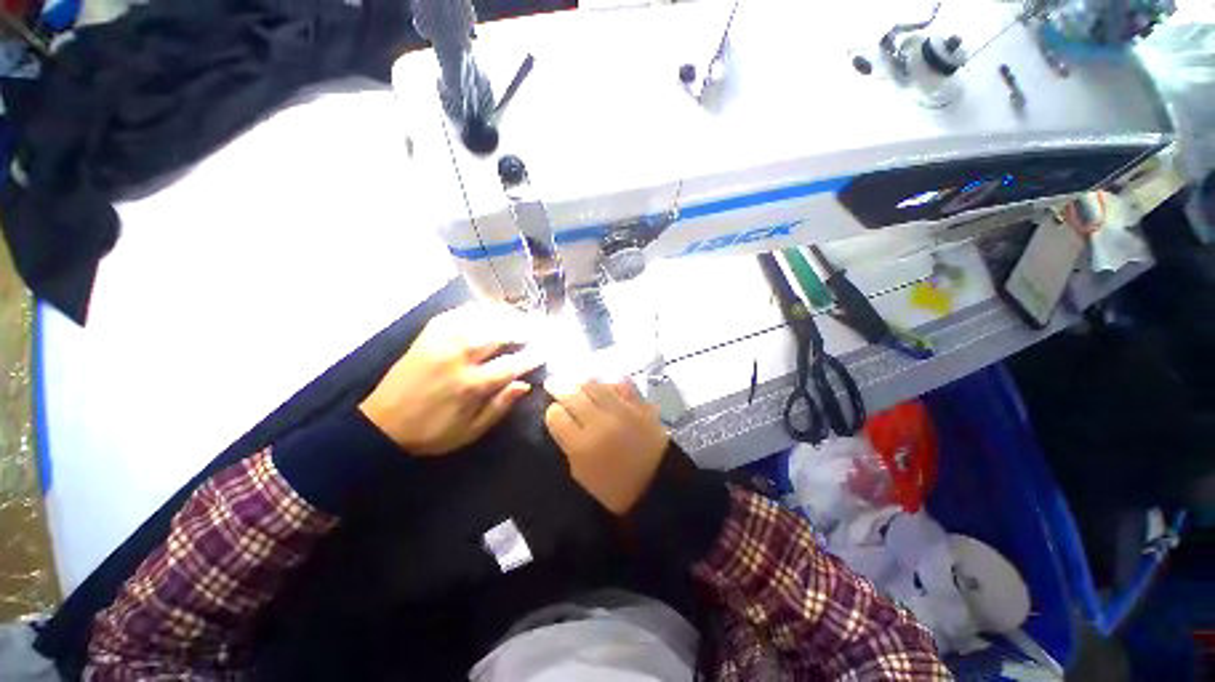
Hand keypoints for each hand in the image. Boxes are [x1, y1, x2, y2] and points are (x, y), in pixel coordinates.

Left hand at [359, 304, 541, 455]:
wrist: (381, 425)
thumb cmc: (431, 432)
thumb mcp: (470, 431)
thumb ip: (499, 407)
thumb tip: (524, 385)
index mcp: (470, 384)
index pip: (511, 364)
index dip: (532, 356)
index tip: (547, 350)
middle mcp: (457, 357)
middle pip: (498, 335)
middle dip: (522, 329)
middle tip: (538, 328)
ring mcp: (440, 342)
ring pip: (480, 320)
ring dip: (504, 317)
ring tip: (519, 316)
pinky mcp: (426, 336)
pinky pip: (455, 314)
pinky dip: (474, 310)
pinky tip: (486, 311)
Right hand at [543, 378, 669, 514]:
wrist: (658, 483)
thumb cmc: (615, 487)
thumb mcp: (582, 474)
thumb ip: (569, 445)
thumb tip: (563, 420)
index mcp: (582, 446)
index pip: (557, 417)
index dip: (552, 411)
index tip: (553, 410)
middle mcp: (600, 423)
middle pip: (573, 396)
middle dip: (559, 387)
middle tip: (552, 383)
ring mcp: (622, 411)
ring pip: (595, 386)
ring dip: (582, 383)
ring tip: (576, 383)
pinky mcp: (640, 405)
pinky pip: (620, 386)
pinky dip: (609, 384)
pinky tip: (604, 386)